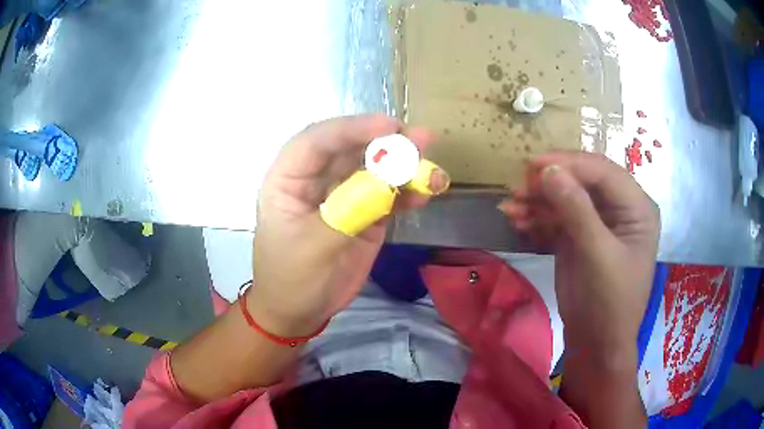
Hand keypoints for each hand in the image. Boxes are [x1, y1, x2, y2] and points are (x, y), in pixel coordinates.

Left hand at [251, 115, 442, 336]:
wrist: (299, 312)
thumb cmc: (292, 279)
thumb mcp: (313, 247)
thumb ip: (349, 211)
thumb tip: (387, 182)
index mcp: (289, 179)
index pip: (317, 141)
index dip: (352, 128)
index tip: (389, 126)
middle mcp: (316, 179)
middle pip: (351, 149)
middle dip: (386, 143)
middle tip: (421, 139)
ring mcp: (344, 196)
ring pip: (374, 170)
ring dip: (404, 167)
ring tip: (433, 171)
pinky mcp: (364, 214)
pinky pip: (388, 196)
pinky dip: (407, 193)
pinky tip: (426, 194)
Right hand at [499, 151, 659, 357]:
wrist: (596, 345)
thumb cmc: (609, 303)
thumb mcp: (597, 255)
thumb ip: (576, 210)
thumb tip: (547, 170)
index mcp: (636, 207)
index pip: (603, 171)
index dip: (569, 163)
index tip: (532, 164)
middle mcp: (619, 209)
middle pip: (582, 181)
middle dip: (550, 183)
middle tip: (518, 187)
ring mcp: (598, 223)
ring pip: (566, 198)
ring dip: (538, 201)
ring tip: (510, 208)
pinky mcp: (579, 237)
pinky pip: (557, 218)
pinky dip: (537, 218)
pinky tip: (517, 221)